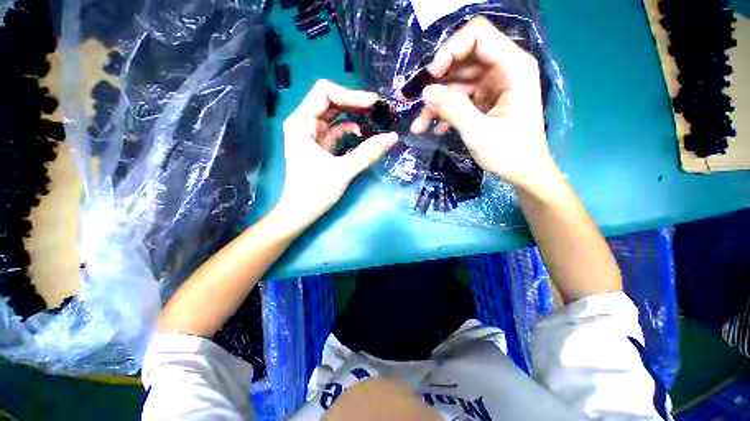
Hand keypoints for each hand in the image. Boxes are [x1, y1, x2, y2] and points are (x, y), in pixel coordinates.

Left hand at [276, 80, 397, 231]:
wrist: (300, 212)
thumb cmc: (315, 191)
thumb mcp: (343, 170)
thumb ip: (368, 152)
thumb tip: (393, 137)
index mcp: (301, 123)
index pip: (324, 92)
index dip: (350, 94)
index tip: (373, 102)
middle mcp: (304, 123)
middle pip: (330, 101)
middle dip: (354, 102)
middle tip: (378, 108)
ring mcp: (311, 135)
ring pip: (333, 115)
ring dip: (353, 114)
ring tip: (374, 117)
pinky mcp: (319, 146)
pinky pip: (335, 130)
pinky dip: (349, 129)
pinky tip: (361, 134)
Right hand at [410, 17, 556, 190]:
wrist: (524, 172)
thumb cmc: (510, 153)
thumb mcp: (479, 132)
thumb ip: (453, 109)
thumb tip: (426, 92)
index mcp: (513, 67)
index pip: (477, 36)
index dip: (450, 50)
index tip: (431, 76)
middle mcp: (503, 69)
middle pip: (462, 59)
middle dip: (435, 80)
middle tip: (411, 100)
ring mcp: (493, 85)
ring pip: (456, 82)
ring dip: (436, 103)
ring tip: (419, 126)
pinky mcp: (485, 99)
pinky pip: (459, 98)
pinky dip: (445, 112)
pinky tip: (436, 130)